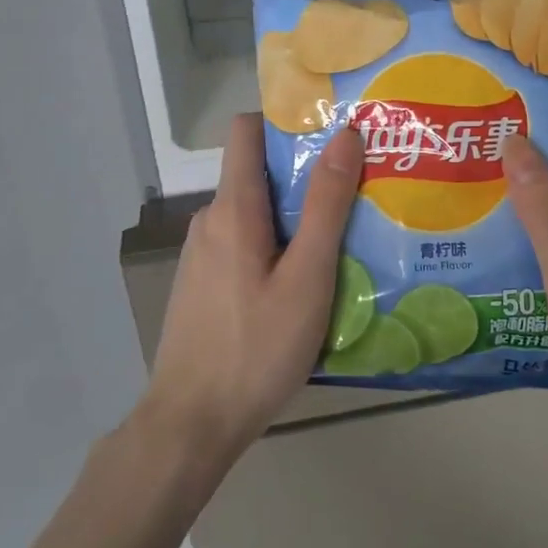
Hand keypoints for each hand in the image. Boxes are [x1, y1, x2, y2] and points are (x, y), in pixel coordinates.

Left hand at [136, 114, 363, 470]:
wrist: (190, 425)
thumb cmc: (256, 348)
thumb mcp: (307, 277)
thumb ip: (326, 205)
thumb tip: (345, 135)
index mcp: (233, 208)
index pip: (246, 130)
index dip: (285, 121)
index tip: (330, 132)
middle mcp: (210, 220)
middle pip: (257, 173)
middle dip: (304, 175)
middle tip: (357, 191)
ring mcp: (201, 254)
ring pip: (253, 213)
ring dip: (292, 216)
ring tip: (341, 238)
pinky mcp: (202, 284)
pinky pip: (243, 244)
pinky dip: (274, 247)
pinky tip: (303, 283)